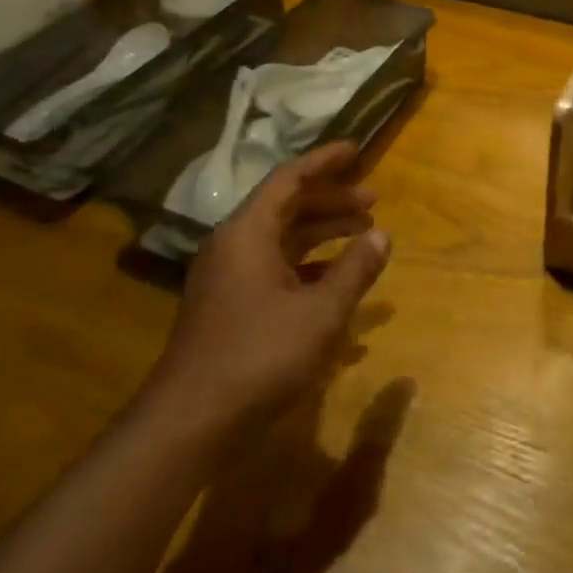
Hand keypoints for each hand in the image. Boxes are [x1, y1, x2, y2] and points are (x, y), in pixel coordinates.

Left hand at [145, 141, 389, 437]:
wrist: (191, 422)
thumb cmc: (260, 356)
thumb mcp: (321, 312)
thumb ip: (355, 269)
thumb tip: (381, 233)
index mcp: (248, 233)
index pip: (289, 179)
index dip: (325, 162)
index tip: (356, 149)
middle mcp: (233, 246)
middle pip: (286, 207)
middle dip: (331, 200)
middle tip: (372, 199)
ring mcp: (228, 278)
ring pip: (281, 238)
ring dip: (322, 231)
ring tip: (362, 231)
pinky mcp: (229, 306)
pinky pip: (275, 267)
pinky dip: (308, 264)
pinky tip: (336, 280)